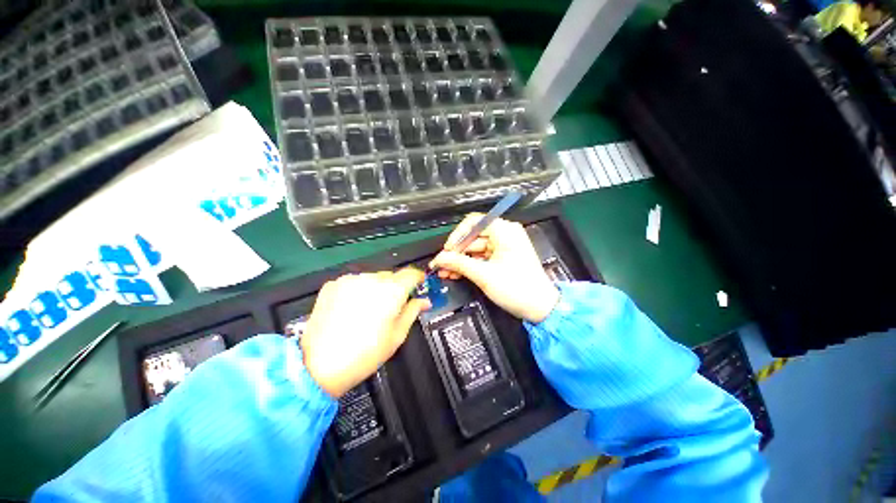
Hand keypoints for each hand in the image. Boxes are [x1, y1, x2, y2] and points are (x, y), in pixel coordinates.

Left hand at [300, 268, 430, 397]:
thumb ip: (413, 311)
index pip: (411, 274)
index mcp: (391, 290)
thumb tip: (424, 301)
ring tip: (368, 311)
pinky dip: (357, 291)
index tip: (419, 284)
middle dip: (395, 287)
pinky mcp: (332, 285)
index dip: (417, 278)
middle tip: (391, 307)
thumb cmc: (365, 354)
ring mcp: (350, 280)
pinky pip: (353, 283)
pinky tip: (351, 309)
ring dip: (375, 289)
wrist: (319, 365)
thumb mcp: (397, 335)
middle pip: (391, 276)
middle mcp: (371, 279)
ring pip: (372, 279)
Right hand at [430, 215, 559, 322]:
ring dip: (460, 261)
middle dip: (456, 252)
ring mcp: (503, 246)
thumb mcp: (484, 275)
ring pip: (474, 249)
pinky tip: (456, 273)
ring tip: (446, 272)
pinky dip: (469, 265)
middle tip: (442, 264)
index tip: (447, 250)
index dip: (457, 236)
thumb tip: (440, 258)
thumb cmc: (518, 288)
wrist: (539, 307)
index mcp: (505, 231)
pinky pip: (480, 257)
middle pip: (472, 237)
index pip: (474, 223)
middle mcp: (505, 234)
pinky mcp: (502, 257)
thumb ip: (459, 263)